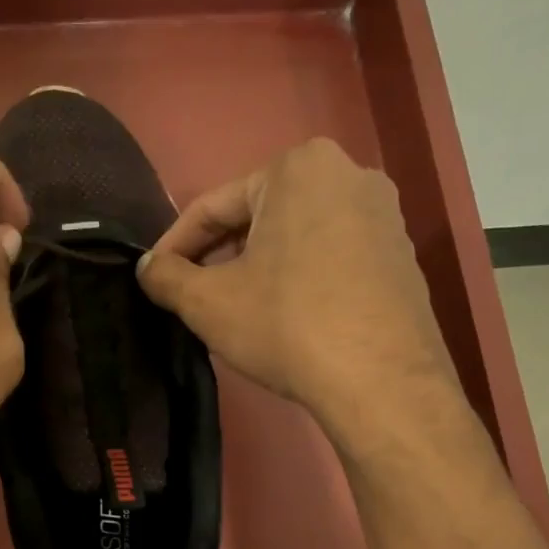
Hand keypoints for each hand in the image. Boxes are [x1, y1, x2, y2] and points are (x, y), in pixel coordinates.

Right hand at [137, 138, 455, 446]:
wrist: (381, 381)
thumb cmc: (287, 326)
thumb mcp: (209, 303)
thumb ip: (167, 277)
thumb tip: (147, 267)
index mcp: (298, 167)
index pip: (214, 206)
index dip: (175, 245)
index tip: (154, 277)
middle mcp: (349, 174)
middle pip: (260, 216)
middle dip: (222, 255)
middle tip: (194, 295)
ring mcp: (384, 215)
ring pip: (298, 237)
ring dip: (260, 267)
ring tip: (238, 309)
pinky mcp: (402, 255)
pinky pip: (334, 257)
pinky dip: (302, 279)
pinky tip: (288, 318)